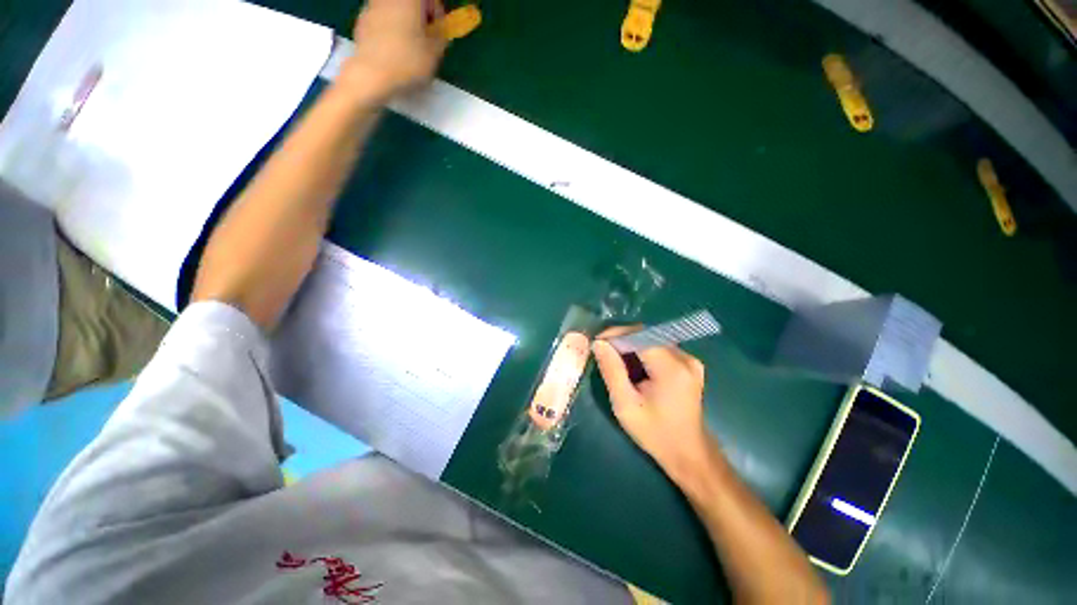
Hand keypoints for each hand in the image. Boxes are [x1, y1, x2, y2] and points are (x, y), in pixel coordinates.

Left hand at [341, 0, 446, 100]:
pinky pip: (382, 20)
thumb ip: (441, 37)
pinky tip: (393, 52)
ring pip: (395, 10)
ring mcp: (371, 6)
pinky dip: (390, 31)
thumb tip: (439, 32)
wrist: (371, 74)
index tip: (439, 31)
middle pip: (410, 3)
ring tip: (410, 49)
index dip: (437, 13)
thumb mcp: (435, 53)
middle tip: (426, 40)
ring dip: (405, 24)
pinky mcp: (361, 20)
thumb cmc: (407, 61)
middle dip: (420, 18)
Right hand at [593, 327, 711, 481]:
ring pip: (652, 341)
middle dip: (622, 341)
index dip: (615, 335)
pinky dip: (643, 354)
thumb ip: (611, 371)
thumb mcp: (625, 405)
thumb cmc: (655, 433)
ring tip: (616, 363)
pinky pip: (660, 349)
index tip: (596, 343)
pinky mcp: (689, 365)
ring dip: (631, 347)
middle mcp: (685, 358)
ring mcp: (690, 360)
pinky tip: (634, 370)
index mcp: (671, 368)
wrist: (688, 453)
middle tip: (602, 354)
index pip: (639, 336)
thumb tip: (599, 343)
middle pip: (646, 336)